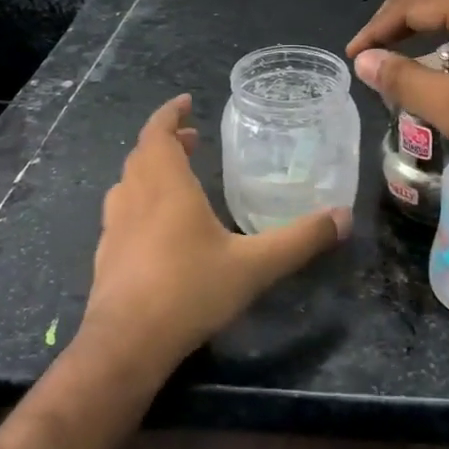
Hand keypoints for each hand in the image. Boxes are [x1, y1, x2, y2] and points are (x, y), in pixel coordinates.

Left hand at [78, 94, 350, 376]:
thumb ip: (300, 240)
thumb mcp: (255, 266)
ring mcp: (114, 228)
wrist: (125, 346)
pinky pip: (120, 213)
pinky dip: (138, 202)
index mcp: (166, 187)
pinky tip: (156, 227)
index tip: (185, 102)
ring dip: (149, 170)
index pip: (158, 133)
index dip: (169, 114)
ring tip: (175, 174)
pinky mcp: (105, 257)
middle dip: (166, 140)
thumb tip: (343, 217)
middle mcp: (134, 199)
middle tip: (192, 138)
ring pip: (127, 183)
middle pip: (142, 155)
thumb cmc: (189, 291)